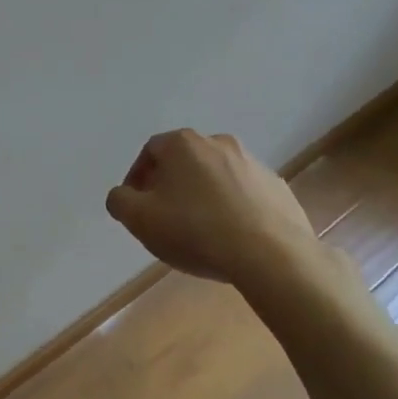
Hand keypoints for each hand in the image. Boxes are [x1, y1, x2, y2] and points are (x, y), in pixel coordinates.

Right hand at [105, 129, 331, 289]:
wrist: (271, 255)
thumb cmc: (195, 231)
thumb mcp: (139, 219)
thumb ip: (120, 201)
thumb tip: (123, 195)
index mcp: (183, 144)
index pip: (150, 152)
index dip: (137, 178)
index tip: (137, 206)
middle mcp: (218, 142)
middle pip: (184, 161)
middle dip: (170, 185)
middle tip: (164, 217)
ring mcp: (253, 163)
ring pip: (216, 176)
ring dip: (203, 196)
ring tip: (199, 230)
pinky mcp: (278, 187)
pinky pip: (245, 193)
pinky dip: (233, 208)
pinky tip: (231, 237)